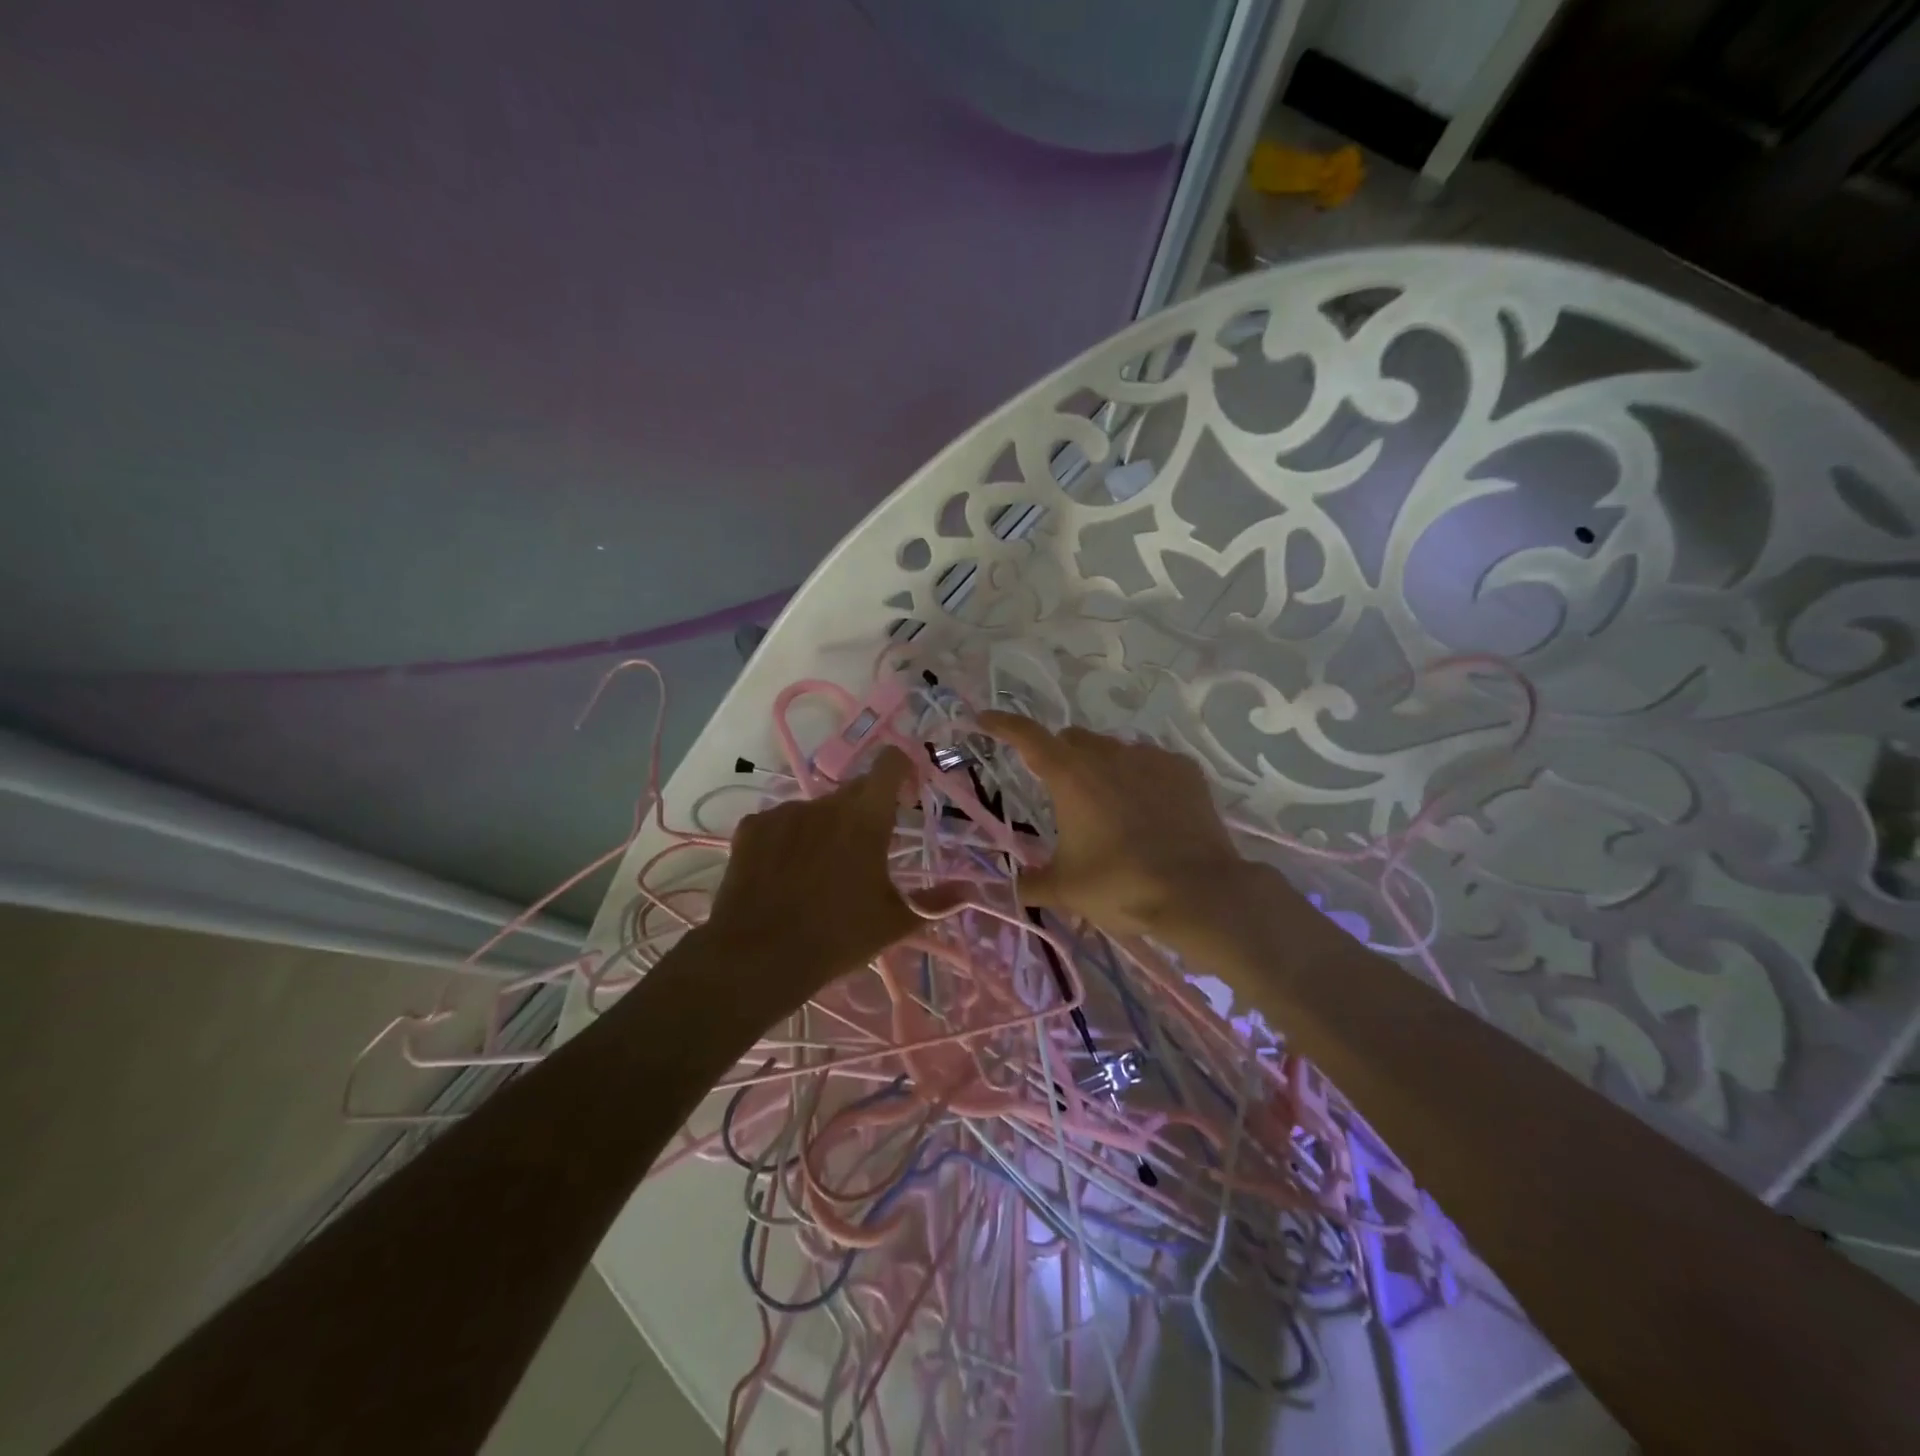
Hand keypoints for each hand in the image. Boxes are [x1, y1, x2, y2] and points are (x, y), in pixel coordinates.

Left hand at [700, 748, 924, 1003]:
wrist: (758, 956)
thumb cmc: (837, 936)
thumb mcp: (894, 922)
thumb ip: (935, 901)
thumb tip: (970, 890)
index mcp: (866, 818)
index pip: (890, 763)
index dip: (903, 769)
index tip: (908, 793)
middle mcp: (826, 804)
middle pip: (854, 790)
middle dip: (866, 810)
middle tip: (867, 851)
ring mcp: (784, 812)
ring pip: (816, 809)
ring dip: (826, 827)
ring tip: (820, 870)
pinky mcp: (752, 828)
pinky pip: (780, 822)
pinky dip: (789, 838)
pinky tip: (784, 872)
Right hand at [977, 712, 1260, 937]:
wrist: (1198, 893)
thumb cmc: (1121, 886)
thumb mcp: (1066, 890)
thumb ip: (1032, 884)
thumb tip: (1016, 887)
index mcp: (1070, 776)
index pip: (1027, 736)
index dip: (1002, 724)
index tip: (985, 718)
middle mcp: (1108, 755)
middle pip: (1073, 740)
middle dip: (1060, 756)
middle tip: (1062, 794)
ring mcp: (1150, 758)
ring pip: (1114, 750)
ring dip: (1102, 769)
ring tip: (1111, 809)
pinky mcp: (1185, 770)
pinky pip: (1152, 762)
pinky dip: (1142, 779)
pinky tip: (1151, 811)